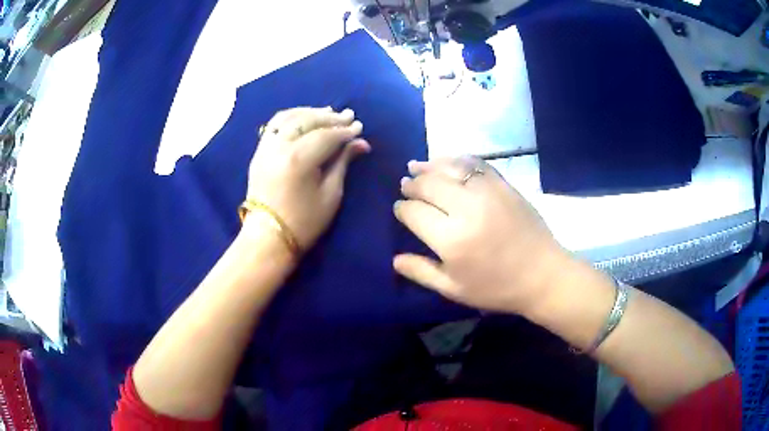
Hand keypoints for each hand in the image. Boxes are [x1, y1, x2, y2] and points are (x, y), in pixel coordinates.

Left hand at [245, 107, 369, 251]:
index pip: (326, 135)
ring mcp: (265, 147)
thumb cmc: (304, 222)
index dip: (345, 131)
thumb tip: (361, 143)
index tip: (359, 128)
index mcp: (299, 159)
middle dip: (330, 117)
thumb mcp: (330, 195)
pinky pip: (274, 125)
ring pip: (288, 118)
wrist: (268, 238)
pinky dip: (291, 117)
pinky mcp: (259, 152)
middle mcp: (279, 146)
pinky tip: (303, 118)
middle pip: (308, 121)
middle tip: (348, 116)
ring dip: (310, 113)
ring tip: (327, 112)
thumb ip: (343, 163)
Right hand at [393, 157, 568, 314]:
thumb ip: (422, 272)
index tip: (400, 208)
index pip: (413, 212)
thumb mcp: (454, 290)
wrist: (543, 275)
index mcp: (451, 240)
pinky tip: (447, 162)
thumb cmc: (497, 288)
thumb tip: (394, 259)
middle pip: (428, 184)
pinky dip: (456, 159)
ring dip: (429, 166)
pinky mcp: (503, 184)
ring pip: (448, 168)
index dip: (402, 208)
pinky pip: (474, 163)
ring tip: (417, 166)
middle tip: (406, 186)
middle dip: (411, 184)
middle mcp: (466, 209)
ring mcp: (487, 192)